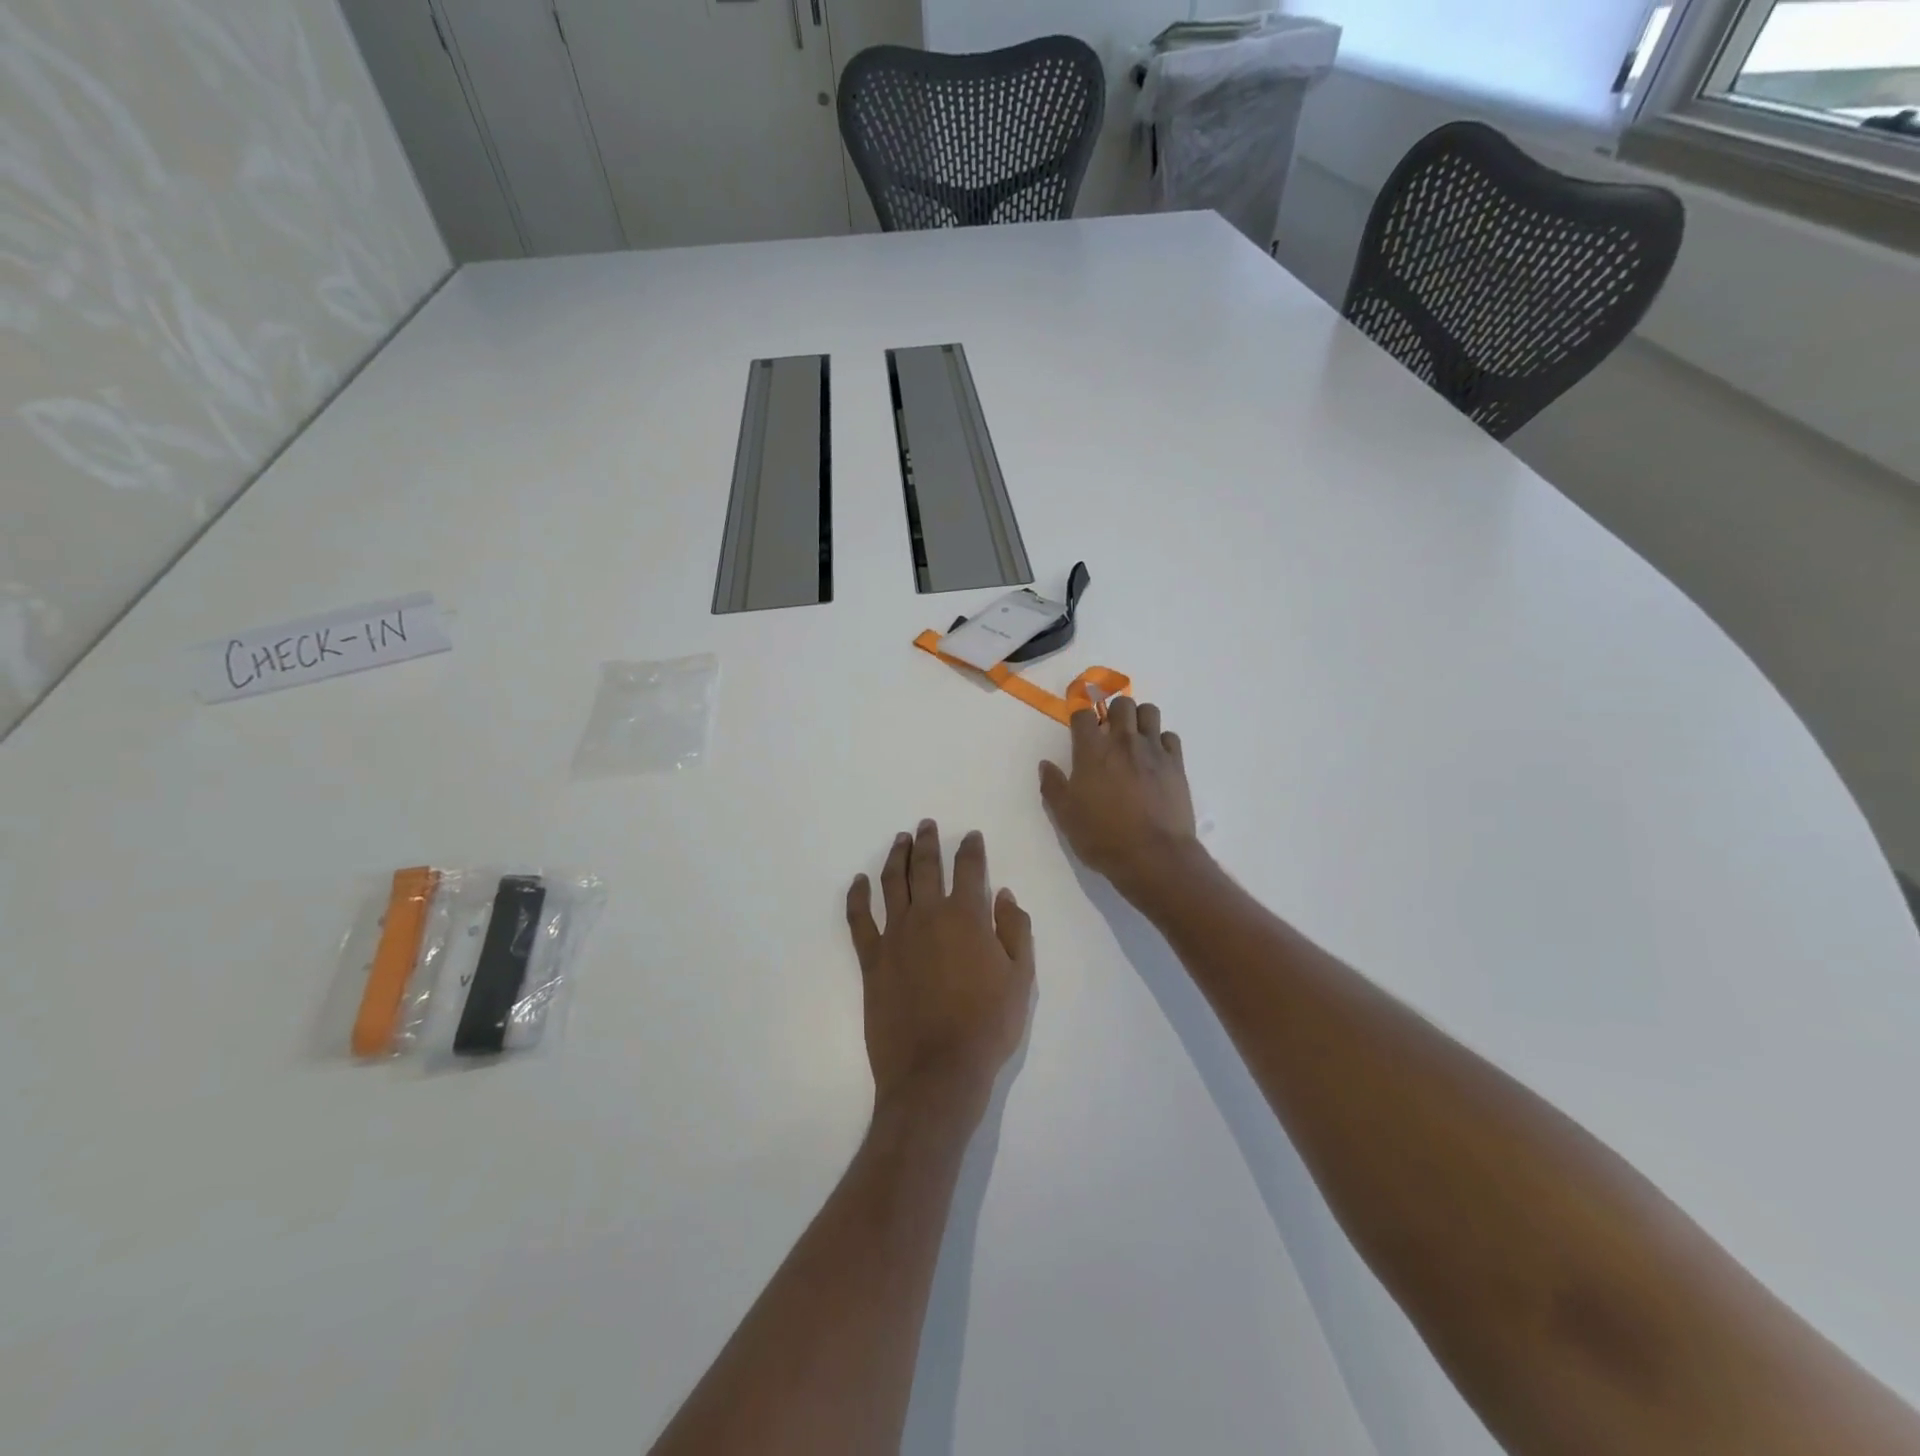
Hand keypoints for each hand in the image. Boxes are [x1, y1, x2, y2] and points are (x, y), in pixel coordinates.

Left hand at [846, 822, 1034, 1120]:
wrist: (937, 1071)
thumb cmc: (987, 1026)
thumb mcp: (1021, 979)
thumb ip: (1015, 930)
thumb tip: (1003, 895)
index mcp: (966, 917)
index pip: (969, 869)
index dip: (971, 849)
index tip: (971, 836)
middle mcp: (928, 916)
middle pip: (925, 867)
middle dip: (928, 842)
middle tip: (927, 824)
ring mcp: (895, 936)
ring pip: (892, 883)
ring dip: (896, 857)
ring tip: (900, 840)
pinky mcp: (872, 959)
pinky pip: (860, 920)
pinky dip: (857, 896)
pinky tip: (858, 882)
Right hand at [1039, 698, 1199, 899]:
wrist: (1153, 855)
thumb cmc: (1102, 836)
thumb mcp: (1065, 816)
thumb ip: (1053, 786)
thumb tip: (1046, 765)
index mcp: (1092, 751)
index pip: (1083, 713)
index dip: (1079, 714)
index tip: (1079, 724)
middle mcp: (1123, 741)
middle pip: (1121, 703)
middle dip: (1113, 711)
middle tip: (1108, 731)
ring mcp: (1153, 750)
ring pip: (1149, 712)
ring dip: (1139, 719)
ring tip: (1134, 738)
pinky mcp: (1176, 763)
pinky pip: (1170, 736)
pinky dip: (1161, 741)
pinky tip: (1155, 758)